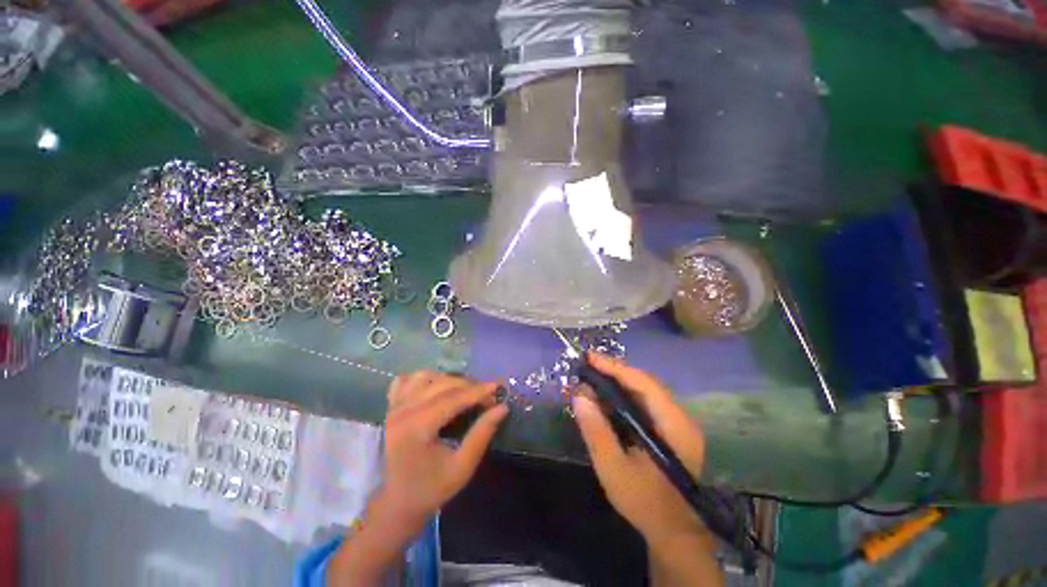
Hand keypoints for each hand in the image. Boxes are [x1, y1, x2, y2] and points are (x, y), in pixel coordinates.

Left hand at [379, 370, 508, 531]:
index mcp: (416, 429)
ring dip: (449, 379)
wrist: (398, 501)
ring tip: (466, 392)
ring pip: (426, 376)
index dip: (478, 391)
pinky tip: (436, 387)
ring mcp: (393, 407)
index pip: (453, 399)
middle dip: (469, 385)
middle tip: (488, 396)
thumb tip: (502, 408)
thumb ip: (481, 434)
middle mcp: (402, 412)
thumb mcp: (462, 467)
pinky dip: (424, 378)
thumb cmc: (431, 488)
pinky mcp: (391, 406)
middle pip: (442, 384)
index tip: (499, 387)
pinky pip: (407, 380)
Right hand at [571, 353, 706, 545]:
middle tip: (587, 365)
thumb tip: (578, 395)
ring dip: (619, 381)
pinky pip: (646, 402)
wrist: (675, 533)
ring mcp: (678, 423)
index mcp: (674, 425)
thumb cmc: (645, 503)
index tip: (589, 358)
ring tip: (593, 376)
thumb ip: (596, 431)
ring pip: (646, 390)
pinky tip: (608, 396)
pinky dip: (625, 395)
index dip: (615, 367)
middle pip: (645, 382)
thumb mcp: (614, 469)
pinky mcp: (672, 429)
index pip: (643, 383)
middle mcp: (680, 417)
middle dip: (615, 371)